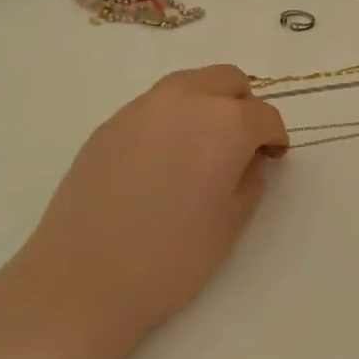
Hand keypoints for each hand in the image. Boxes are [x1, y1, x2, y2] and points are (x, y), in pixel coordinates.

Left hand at [11, 65, 288, 337]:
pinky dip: (170, 120)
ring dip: (205, 104)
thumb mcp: (231, 223)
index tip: (272, 159)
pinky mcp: (109, 124)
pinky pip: (153, 106)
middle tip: (240, 145)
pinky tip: (160, 163)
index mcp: (225, 123)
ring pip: (188, 84)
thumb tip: (247, 159)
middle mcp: (185, 100)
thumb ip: (250, 179)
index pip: (264, 115)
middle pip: (227, 80)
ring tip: (199, 149)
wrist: (84, 278)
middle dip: (242, 105)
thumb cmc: (171, 257)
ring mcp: (141, 108)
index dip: (274, 137)